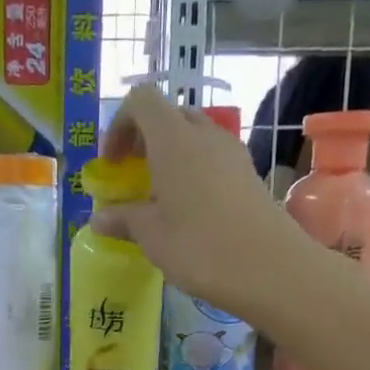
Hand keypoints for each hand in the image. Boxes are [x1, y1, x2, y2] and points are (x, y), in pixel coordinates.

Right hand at [90, 84, 307, 316]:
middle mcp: (204, 135)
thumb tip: (98, 218)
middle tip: (133, 176)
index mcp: (173, 139)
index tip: (112, 164)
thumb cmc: (200, 246)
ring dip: (172, 156)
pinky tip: (189, 210)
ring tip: (161, 196)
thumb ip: (123, 219)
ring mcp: (232, 153)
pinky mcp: (249, 175)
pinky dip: (195, 172)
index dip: (119, 125)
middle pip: (170, 115)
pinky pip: (214, 159)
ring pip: (195, 136)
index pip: (141, 101)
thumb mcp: (151, 236)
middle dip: (145, 139)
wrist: (270, 268)